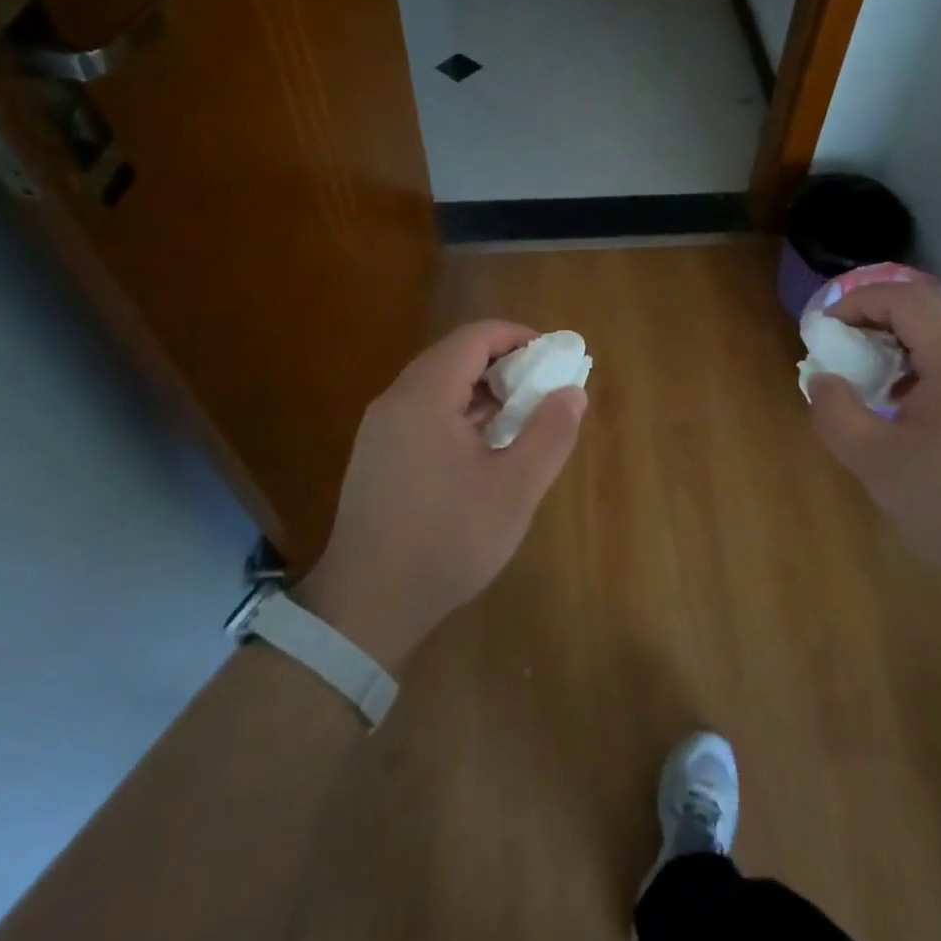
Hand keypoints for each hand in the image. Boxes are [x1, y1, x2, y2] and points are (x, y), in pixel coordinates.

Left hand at [294, 321, 586, 667]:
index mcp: (425, 397)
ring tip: (518, 417)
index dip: (517, 336)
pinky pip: (422, 411)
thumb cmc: (448, 540)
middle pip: (453, 356)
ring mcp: (380, 428)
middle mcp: (395, 401)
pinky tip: (481, 447)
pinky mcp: (376, 454)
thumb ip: (549, 434)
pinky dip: (458, 411)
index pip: (473, 338)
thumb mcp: (515, 489)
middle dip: (502, 362)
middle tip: (540, 388)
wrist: (368, 603)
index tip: (552, 356)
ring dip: (480, 389)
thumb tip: (572, 392)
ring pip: (436, 384)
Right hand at [804, 278, 940, 590]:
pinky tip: (901, 405)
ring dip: (898, 339)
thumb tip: (822, 380)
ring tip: (866, 374)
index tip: (824, 330)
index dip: (857, 302)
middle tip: (842, 343)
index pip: (905, 298)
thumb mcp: (877, 463)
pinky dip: (918, 364)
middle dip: (876, 314)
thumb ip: (836, 414)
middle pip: (928, 306)